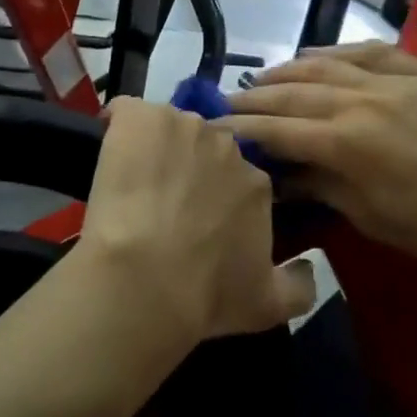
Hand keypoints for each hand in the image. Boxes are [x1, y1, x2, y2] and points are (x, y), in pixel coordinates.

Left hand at [75, 97, 315, 345]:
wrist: (146, 277)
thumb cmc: (206, 294)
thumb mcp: (268, 305)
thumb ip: (298, 285)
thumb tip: (308, 267)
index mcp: (255, 183)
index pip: (237, 176)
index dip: (215, 194)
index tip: (196, 217)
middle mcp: (225, 145)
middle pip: (204, 147)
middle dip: (188, 167)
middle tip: (163, 202)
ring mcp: (181, 125)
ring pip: (168, 128)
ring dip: (154, 147)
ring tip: (132, 183)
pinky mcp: (139, 118)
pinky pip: (127, 112)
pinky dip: (118, 125)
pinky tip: (109, 152)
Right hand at [222, 43, 416, 276]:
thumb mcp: (370, 217)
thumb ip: (319, 185)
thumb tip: (277, 174)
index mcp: (348, 144)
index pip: (278, 130)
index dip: (242, 128)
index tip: (214, 127)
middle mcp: (362, 102)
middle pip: (293, 92)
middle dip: (254, 98)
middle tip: (226, 102)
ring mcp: (392, 81)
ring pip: (325, 64)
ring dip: (287, 70)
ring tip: (262, 79)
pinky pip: (369, 51)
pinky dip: (337, 50)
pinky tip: (316, 54)